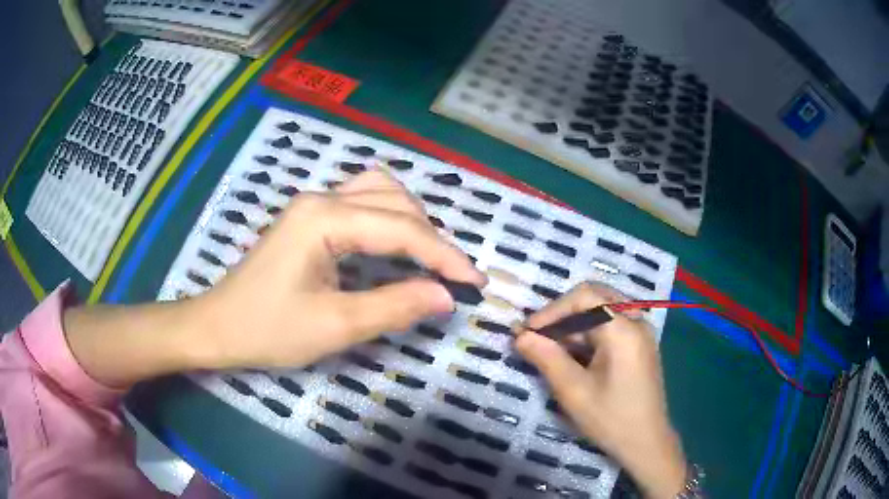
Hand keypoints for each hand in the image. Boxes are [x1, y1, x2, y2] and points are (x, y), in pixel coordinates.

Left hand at [196, 170, 484, 368]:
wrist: (218, 327)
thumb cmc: (268, 329)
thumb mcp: (334, 326)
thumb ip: (394, 307)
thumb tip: (446, 297)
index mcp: (323, 219)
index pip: (401, 228)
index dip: (444, 256)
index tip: (476, 283)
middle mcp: (321, 199)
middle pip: (395, 201)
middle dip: (431, 238)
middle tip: (452, 276)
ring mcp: (313, 204)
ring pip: (380, 192)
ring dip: (412, 221)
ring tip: (429, 257)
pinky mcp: (310, 217)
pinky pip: (362, 202)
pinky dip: (390, 219)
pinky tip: (396, 242)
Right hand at [514, 283, 685, 498]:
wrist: (646, 442)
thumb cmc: (611, 418)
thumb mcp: (574, 391)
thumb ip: (546, 358)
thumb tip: (520, 336)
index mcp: (624, 330)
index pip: (584, 297)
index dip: (552, 310)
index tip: (527, 331)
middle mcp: (636, 322)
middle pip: (594, 299)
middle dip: (562, 315)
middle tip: (537, 336)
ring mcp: (641, 332)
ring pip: (601, 311)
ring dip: (573, 324)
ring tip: (549, 347)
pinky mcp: (639, 344)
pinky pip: (610, 325)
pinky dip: (588, 333)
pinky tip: (572, 354)